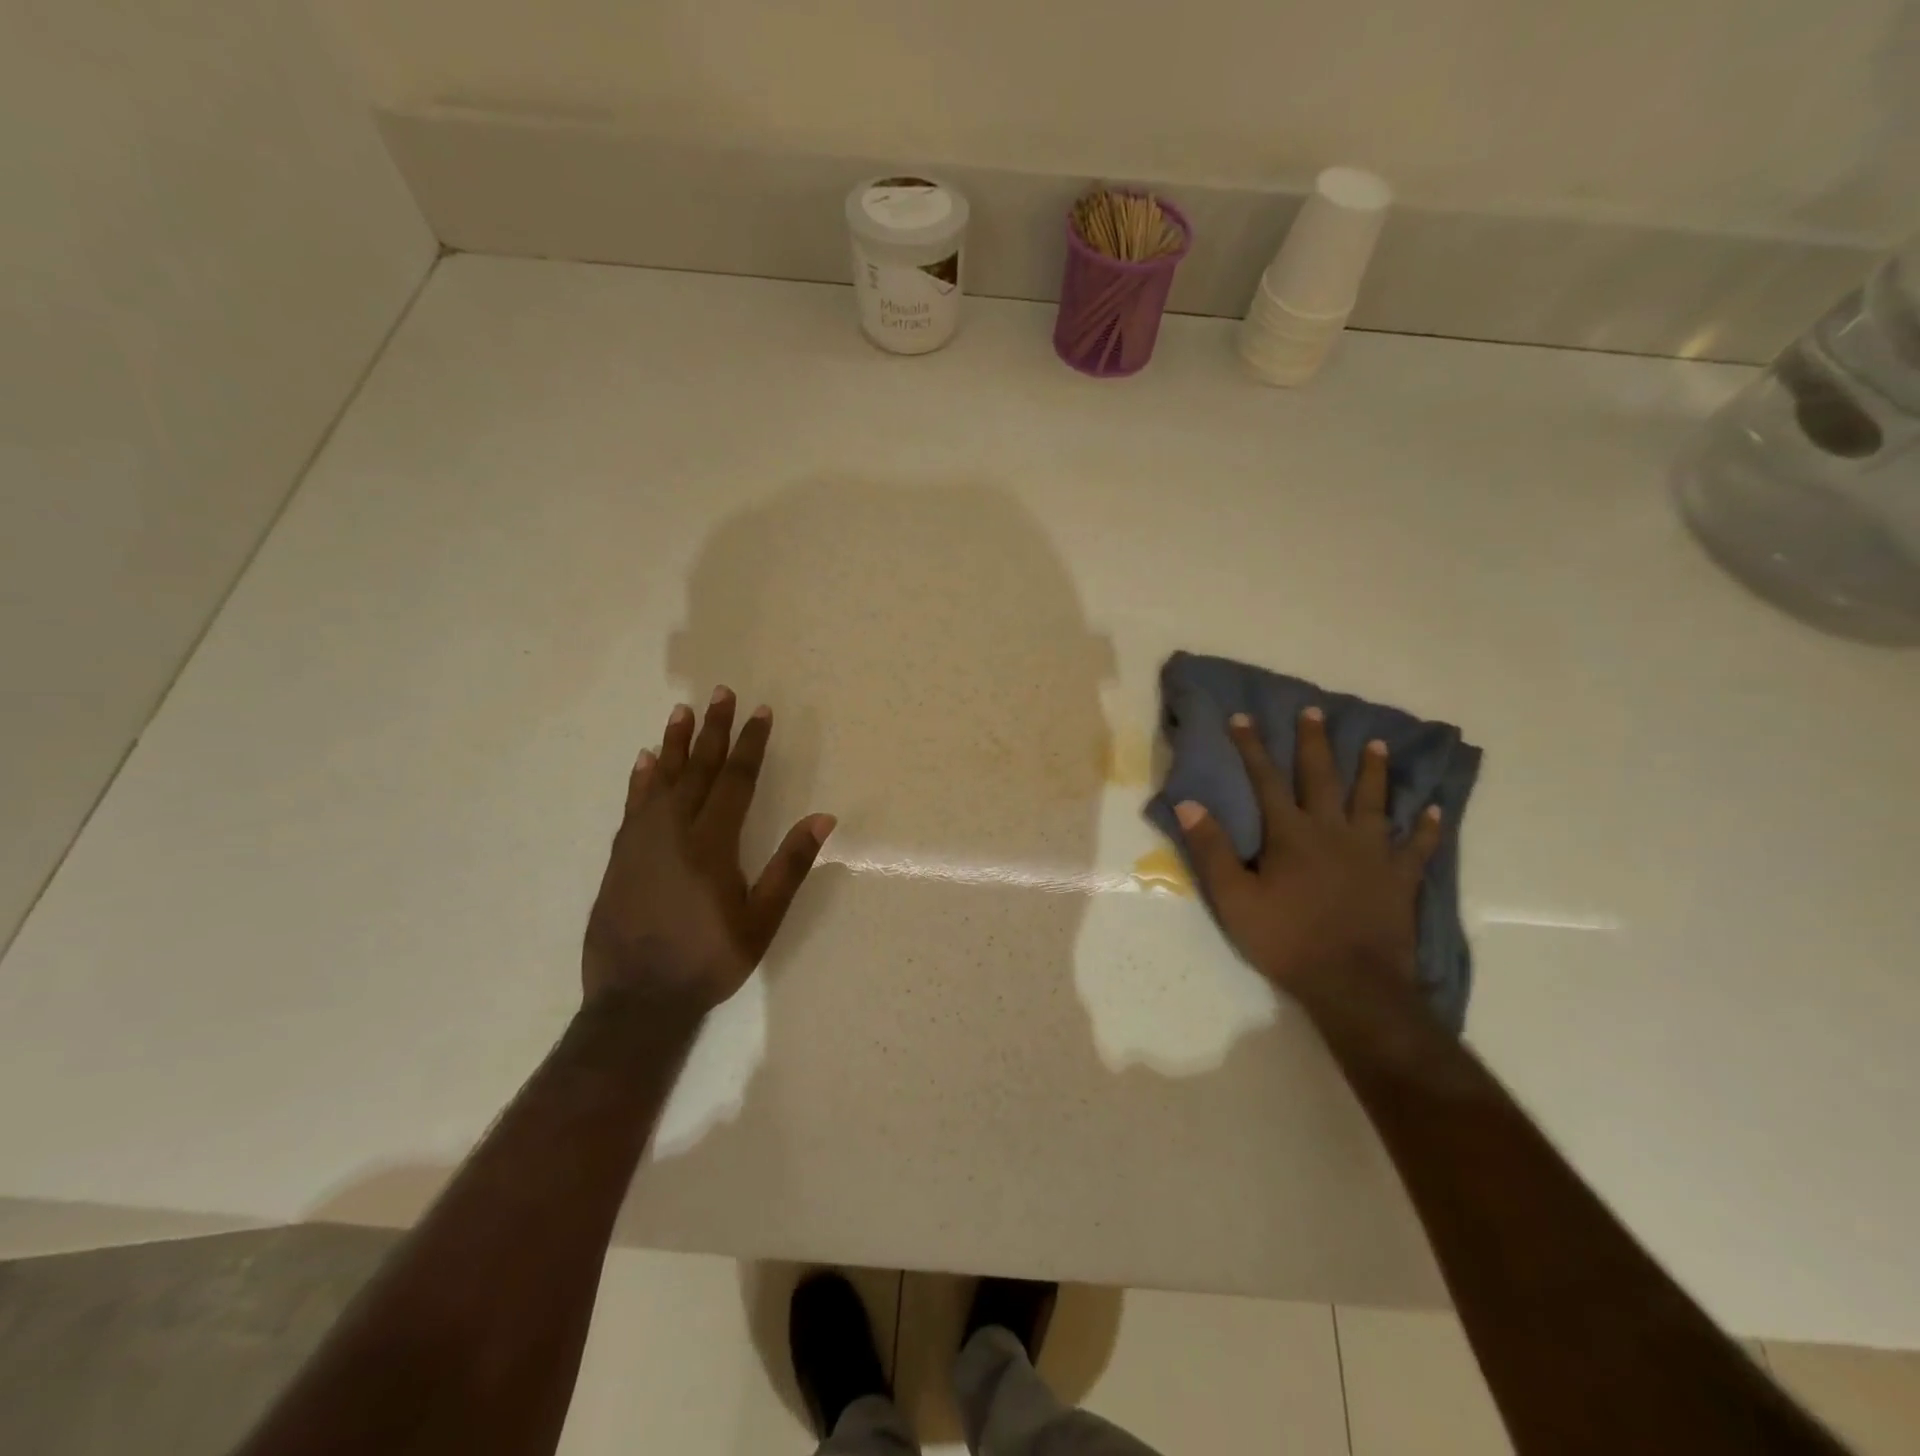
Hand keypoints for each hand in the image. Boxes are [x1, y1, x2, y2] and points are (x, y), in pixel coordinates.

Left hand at [583, 689, 834, 1014]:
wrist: (636, 999)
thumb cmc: (708, 960)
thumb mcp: (761, 920)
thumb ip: (790, 866)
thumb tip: (822, 818)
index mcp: (712, 843)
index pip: (736, 780)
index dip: (749, 744)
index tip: (759, 712)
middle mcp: (674, 831)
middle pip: (698, 770)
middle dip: (714, 730)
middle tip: (721, 694)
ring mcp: (642, 841)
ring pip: (662, 779)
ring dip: (676, 743)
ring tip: (682, 711)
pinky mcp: (621, 856)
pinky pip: (634, 804)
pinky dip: (642, 778)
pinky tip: (646, 760)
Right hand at [1174, 707, 1440, 1013]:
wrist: (1352, 984)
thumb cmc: (1287, 940)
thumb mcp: (1234, 899)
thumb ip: (1211, 849)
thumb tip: (1189, 804)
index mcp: (1291, 834)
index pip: (1266, 780)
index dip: (1253, 747)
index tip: (1243, 717)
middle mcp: (1333, 831)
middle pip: (1322, 778)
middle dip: (1314, 743)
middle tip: (1314, 711)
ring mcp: (1372, 852)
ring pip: (1373, 801)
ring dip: (1373, 770)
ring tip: (1375, 743)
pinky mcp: (1400, 877)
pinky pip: (1418, 846)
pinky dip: (1427, 827)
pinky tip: (1433, 808)